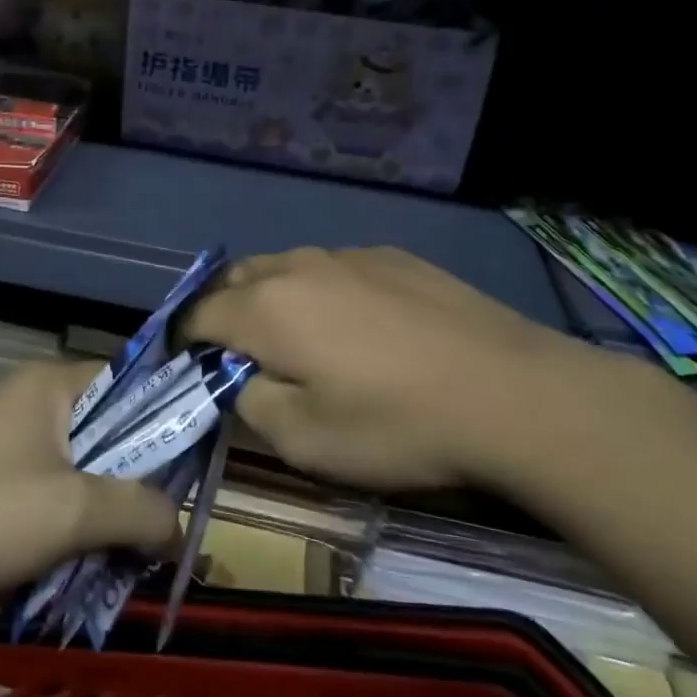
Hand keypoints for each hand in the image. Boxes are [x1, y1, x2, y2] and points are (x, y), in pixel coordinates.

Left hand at [0, 359, 182, 596]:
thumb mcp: (72, 511)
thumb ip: (138, 510)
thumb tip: (179, 527)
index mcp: (54, 385)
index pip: (134, 383)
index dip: (169, 421)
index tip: (194, 471)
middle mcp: (36, 401)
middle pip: (111, 430)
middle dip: (139, 480)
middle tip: (165, 526)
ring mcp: (13, 439)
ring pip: (85, 467)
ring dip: (107, 508)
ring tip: (131, 555)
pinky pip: (55, 490)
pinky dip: (75, 520)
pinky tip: (86, 560)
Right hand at [183, 246, 601, 491]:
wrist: (513, 393)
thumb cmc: (396, 425)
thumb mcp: (304, 442)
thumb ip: (250, 403)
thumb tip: (239, 379)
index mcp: (265, 308)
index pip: (197, 315)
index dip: (183, 343)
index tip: (191, 370)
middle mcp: (297, 266)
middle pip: (235, 280)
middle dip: (224, 313)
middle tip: (242, 358)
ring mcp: (348, 255)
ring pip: (285, 268)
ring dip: (273, 298)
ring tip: (301, 340)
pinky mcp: (393, 256)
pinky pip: (334, 268)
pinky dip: (322, 292)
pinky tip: (361, 328)